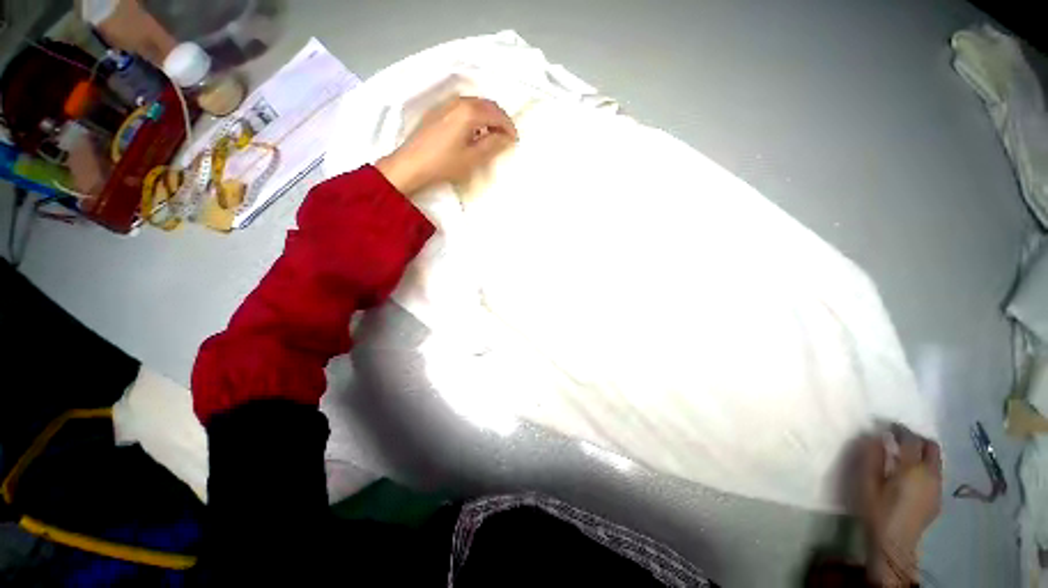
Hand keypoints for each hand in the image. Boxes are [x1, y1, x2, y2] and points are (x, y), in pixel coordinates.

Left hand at [376, 97, 517, 196]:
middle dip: (499, 119)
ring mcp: (445, 104)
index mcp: (469, 111)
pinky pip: (462, 107)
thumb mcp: (472, 158)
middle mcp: (458, 101)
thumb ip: (492, 144)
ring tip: (492, 134)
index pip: (496, 113)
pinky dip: (474, 115)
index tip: (515, 139)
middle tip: (506, 136)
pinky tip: (473, 130)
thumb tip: (506, 137)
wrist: (410, 164)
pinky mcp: (437, 111)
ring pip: (474, 104)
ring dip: (487, 116)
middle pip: (486, 104)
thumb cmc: (444, 163)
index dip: (508, 126)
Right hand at [860, 426, 942, 586]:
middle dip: (916, 439)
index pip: (911, 439)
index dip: (900, 429)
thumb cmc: (877, 510)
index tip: (887, 426)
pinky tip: (911, 477)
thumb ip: (872, 457)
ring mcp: (938, 487)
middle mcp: (931, 474)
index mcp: (913, 468)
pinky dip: (925, 467)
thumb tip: (876, 436)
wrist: (895, 543)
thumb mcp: (868, 483)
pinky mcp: (938, 497)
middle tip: (899, 439)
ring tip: (904, 457)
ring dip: (922, 453)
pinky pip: (935, 474)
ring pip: (936, 460)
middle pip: (931, 447)